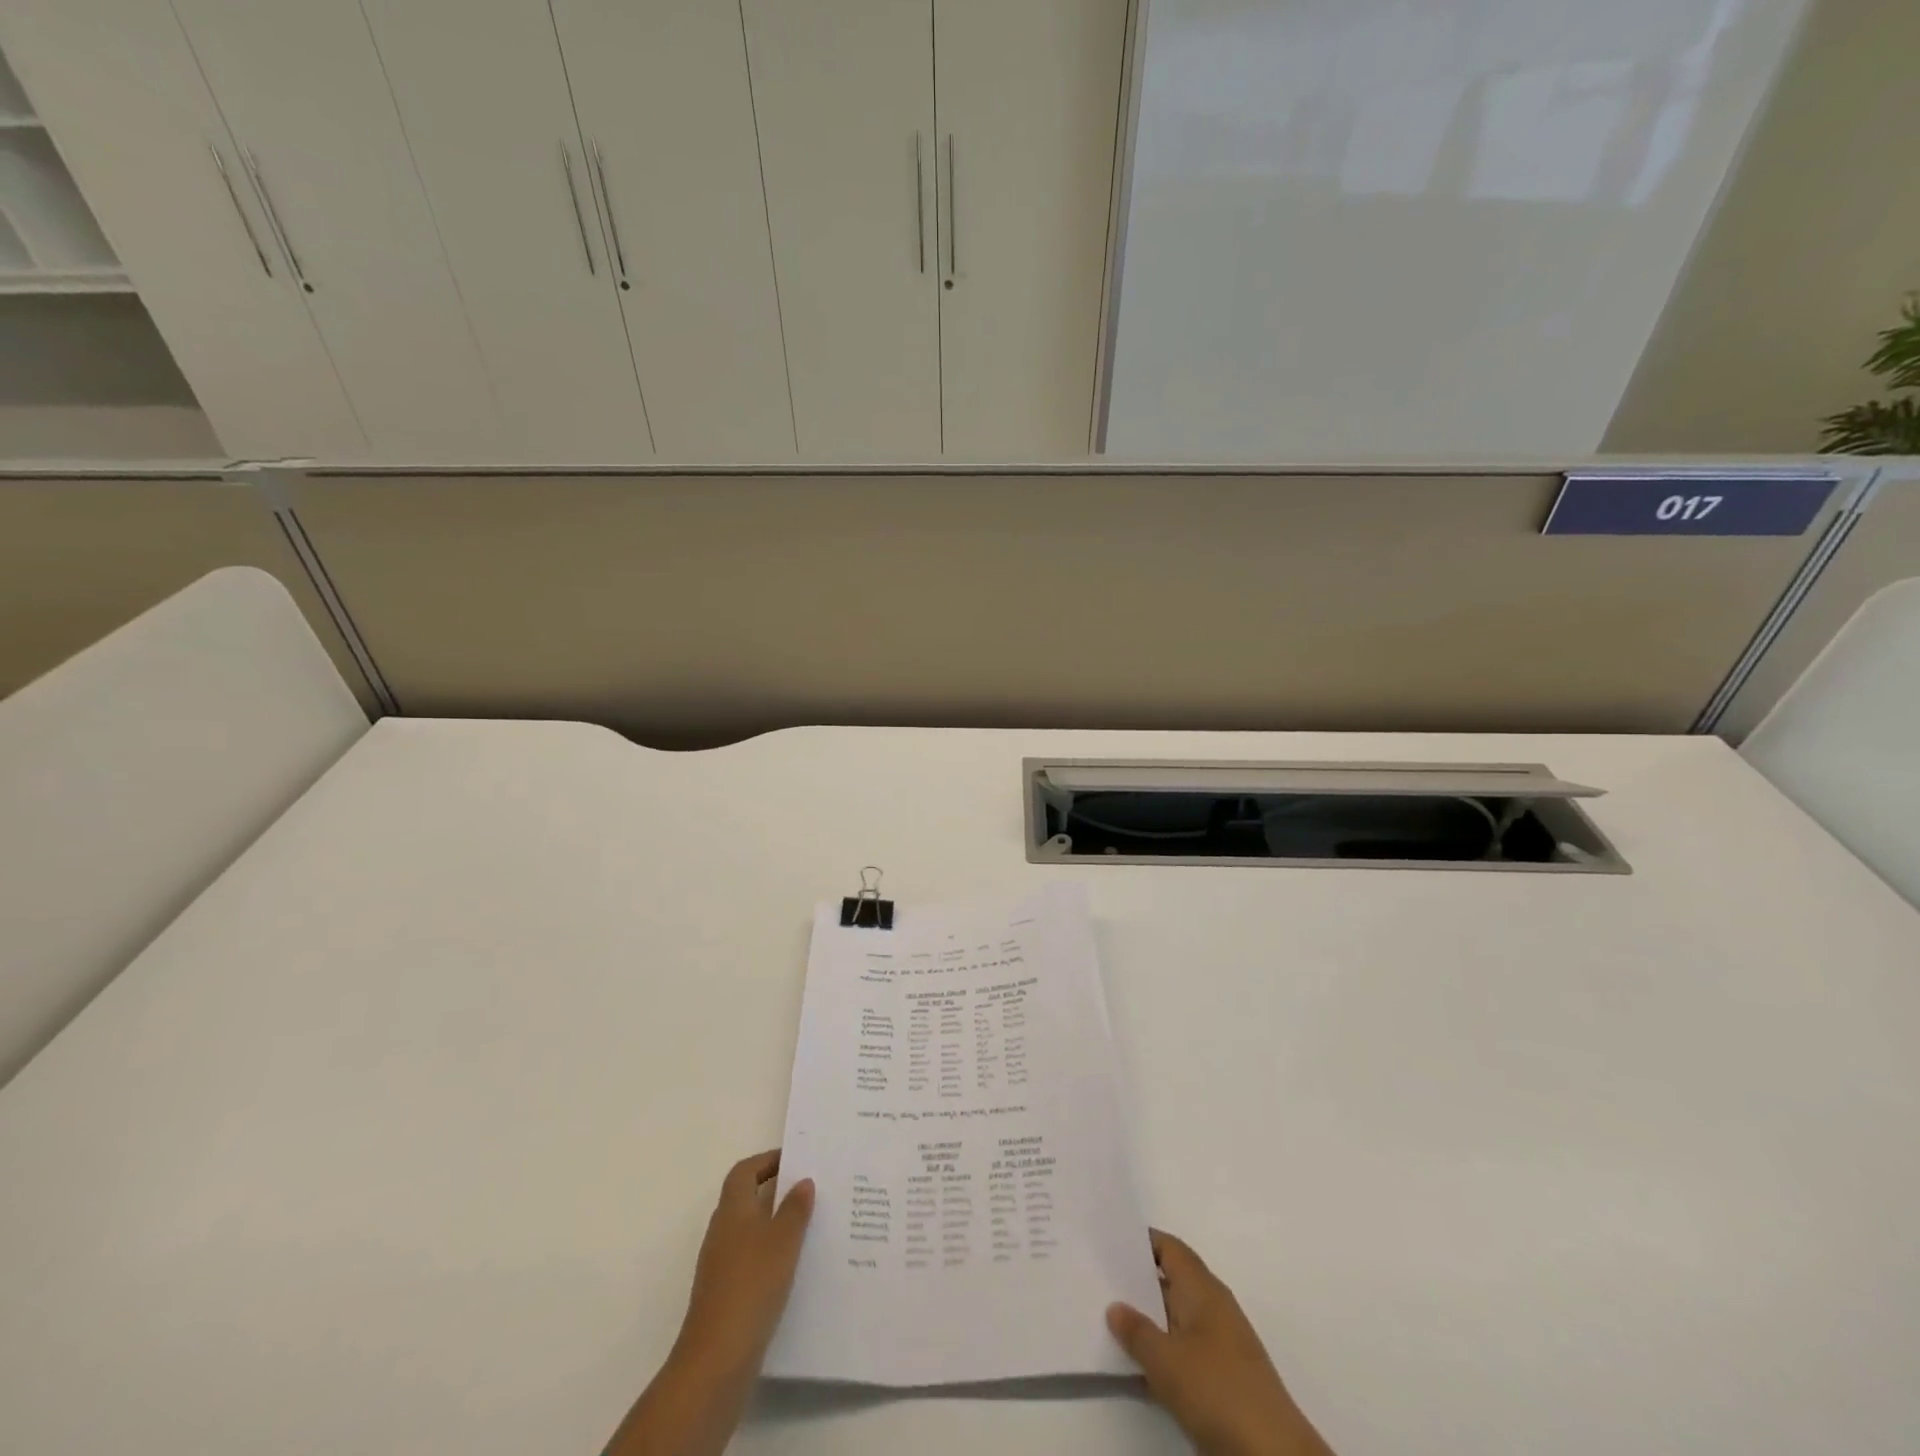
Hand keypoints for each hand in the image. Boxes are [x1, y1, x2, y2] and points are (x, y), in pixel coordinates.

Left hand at [605, 1151, 812, 1455]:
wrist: (717, 1358)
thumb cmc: (752, 1284)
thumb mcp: (783, 1240)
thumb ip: (795, 1208)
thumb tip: (802, 1181)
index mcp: (732, 1210)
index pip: (744, 1171)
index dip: (767, 1161)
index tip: (795, 1161)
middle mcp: (722, 1231)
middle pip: (746, 1199)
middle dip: (776, 1192)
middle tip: (810, 1191)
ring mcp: (720, 1266)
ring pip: (750, 1231)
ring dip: (775, 1225)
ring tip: (810, 1227)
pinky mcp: (725, 1295)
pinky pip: (751, 1260)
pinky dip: (770, 1256)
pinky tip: (794, 1268)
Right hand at [1107, 1229, 1332, 1455]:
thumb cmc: (1217, 1389)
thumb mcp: (1166, 1360)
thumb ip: (1136, 1331)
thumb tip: (1114, 1306)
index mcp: (1203, 1288)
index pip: (1169, 1248)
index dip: (1140, 1242)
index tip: (1108, 1241)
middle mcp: (1212, 1308)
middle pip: (1169, 1283)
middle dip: (1136, 1283)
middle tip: (1097, 1280)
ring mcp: (1218, 1346)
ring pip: (1173, 1321)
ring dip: (1146, 1323)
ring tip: (1106, 1321)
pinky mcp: (1220, 1381)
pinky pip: (1181, 1354)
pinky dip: (1160, 1355)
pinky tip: (1133, 1368)